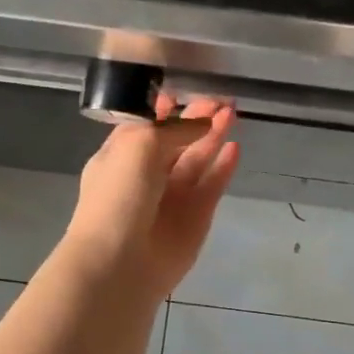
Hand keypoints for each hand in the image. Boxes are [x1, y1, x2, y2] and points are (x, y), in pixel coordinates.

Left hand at [62, 94, 239, 296]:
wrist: (119, 262)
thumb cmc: (118, 196)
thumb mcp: (137, 146)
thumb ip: (173, 129)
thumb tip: (200, 122)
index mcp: (121, 155)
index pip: (145, 126)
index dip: (165, 109)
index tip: (186, 91)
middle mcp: (146, 174)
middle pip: (176, 140)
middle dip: (196, 119)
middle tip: (220, 98)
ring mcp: (172, 196)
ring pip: (197, 160)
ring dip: (213, 136)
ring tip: (232, 113)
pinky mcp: (196, 217)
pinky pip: (212, 185)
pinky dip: (223, 167)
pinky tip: (235, 148)